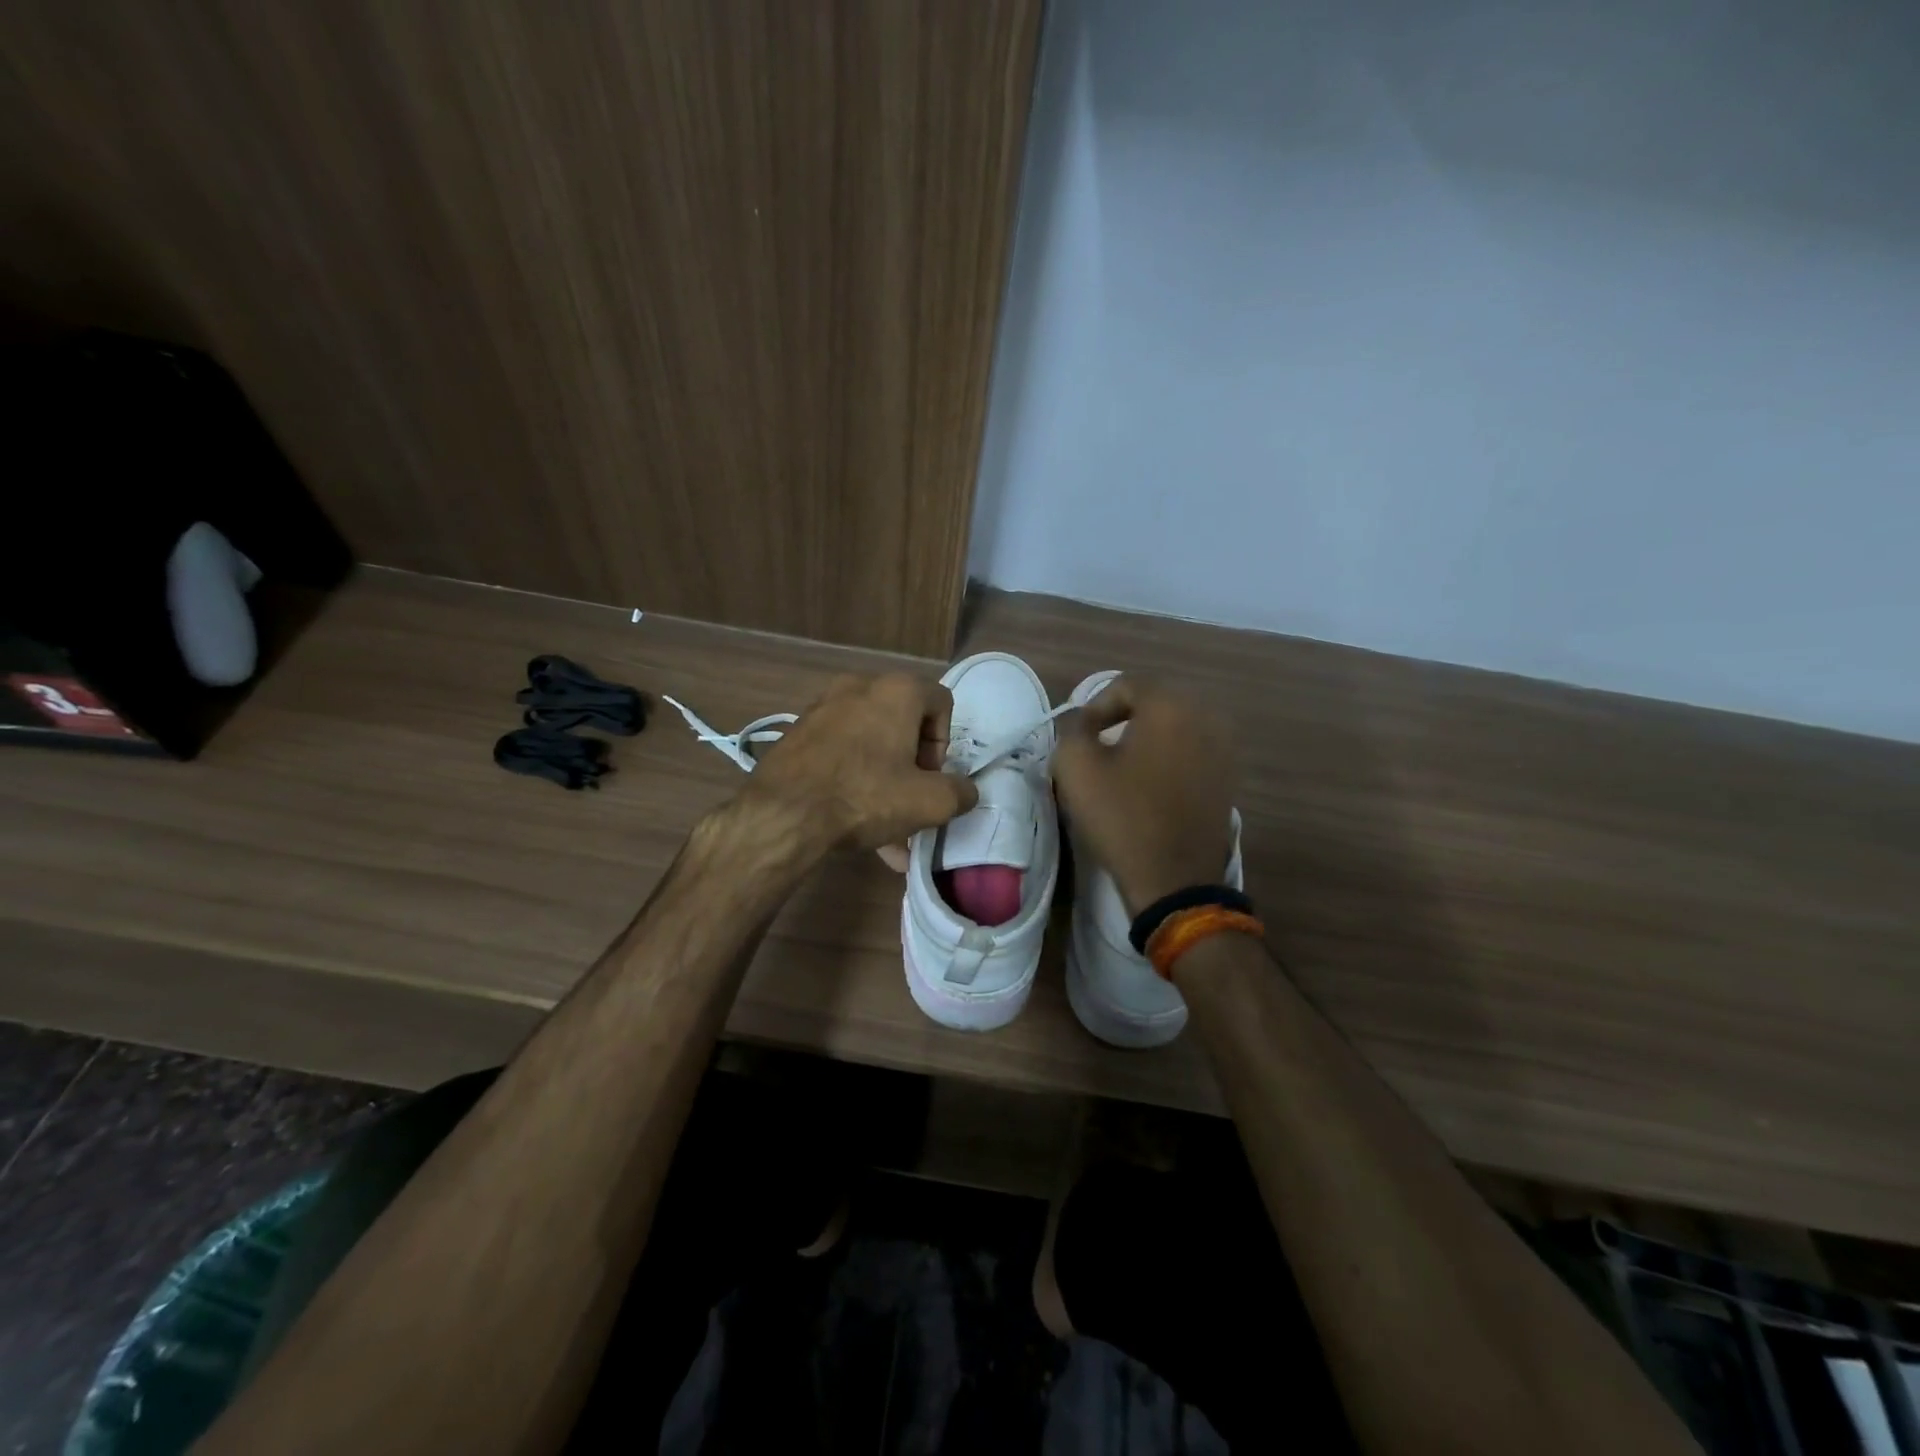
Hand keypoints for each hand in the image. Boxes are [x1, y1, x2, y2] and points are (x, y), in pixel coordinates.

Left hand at [745, 674, 978, 850]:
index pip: (941, 702)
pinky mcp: (798, 733)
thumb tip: (964, 791)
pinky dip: (853, 780)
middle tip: (908, 799)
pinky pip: (840, 753)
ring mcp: (823, 708)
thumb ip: (960, 793)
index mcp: (896, 691)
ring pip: (870, 743)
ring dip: (884, 780)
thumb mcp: (930, 802)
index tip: (930, 777)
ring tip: (885, 830)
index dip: (944, 744)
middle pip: (903, 723)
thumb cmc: (865, 796)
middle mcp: (858, 686)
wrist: (782, 814)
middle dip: (912, 766)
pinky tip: (853, 824)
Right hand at [1052, 678, 1235, 913]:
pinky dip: (1168, 756)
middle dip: (1122, 717)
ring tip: (1121, 764)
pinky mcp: (1228, 776)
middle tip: (1096, 744)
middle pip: (1154, 701)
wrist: (1174, 879)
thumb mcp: (1076, 768)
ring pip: (1175, 726)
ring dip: (1146, 737)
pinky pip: (1192, 749)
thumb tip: (1082, 723)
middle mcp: (1206, 715)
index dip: (1095, 706)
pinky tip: (1149, 783)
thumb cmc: (1122, 817)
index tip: (1079, 736)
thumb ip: (1072, 730)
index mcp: (1170, 705)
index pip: (1125, 684)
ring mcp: (1224, 747)